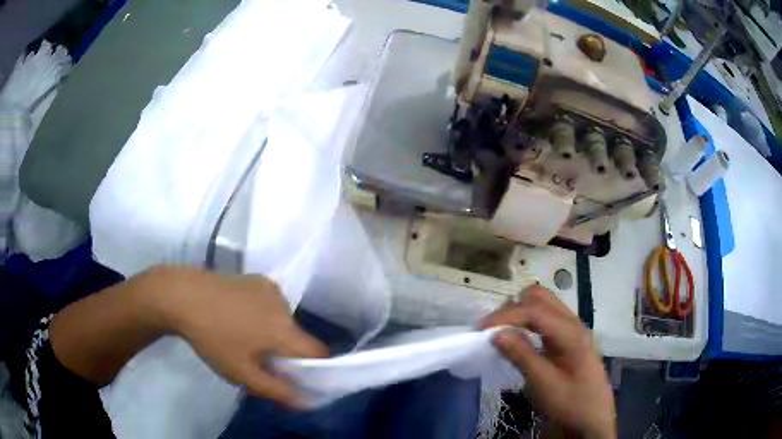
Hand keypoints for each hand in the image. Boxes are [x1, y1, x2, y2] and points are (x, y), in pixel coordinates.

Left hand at [150, 266, 327, 406]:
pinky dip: (264, 314)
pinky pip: (272, 304)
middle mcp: (284, 306)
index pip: (318, 352)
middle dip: (286, 352)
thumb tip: (304, 400)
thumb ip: (276, 390)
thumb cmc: (213, 338)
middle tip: (259, 360)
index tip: (293, 376)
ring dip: (274, 333)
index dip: (313, 368)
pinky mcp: (258, 279)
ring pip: (284, 321)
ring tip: (243, 335)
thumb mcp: (241, 373)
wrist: (184, 296)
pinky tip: (238, 314)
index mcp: (283, 330)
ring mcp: (271, 289)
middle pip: (298, 337)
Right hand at [479, 286, 615, 438]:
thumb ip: (522, 356)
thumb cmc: (571, 404)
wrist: (592, 419)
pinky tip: (518, 340)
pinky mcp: (566, 340)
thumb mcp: (545, 385)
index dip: (506, 315)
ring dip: (520, 313)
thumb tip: (496, 333)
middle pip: (541, 298)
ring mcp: (571, 330)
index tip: (479, 330)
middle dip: (513, 308)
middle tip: (492, 330)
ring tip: (501, 334)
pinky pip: (545, 320)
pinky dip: (527, 322)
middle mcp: (572, 324)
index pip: (535, 310)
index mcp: (571, 333)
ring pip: (543, 305)